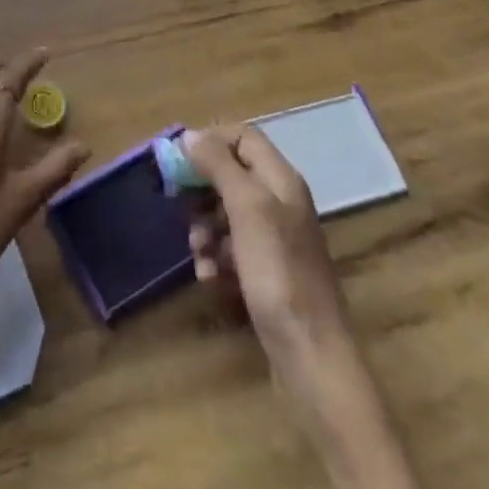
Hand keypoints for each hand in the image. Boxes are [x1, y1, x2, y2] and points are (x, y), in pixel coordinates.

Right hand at [184, 126, 355, 381]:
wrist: (310, 354)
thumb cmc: (278, 271)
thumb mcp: (247, 208)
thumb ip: (219, 165)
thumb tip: (190, 135)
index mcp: (280, 179)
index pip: (243, 136)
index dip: (210, 140)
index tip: (178, 158)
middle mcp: (279, 203)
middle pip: (230, 175)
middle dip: (201, 189)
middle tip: (179, 205)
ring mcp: (274, 240)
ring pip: (225, 214)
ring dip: (203, 228)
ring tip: (197, 252)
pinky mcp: (265, 273)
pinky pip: (230, 250)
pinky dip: (215, 258)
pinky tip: (208, 278)